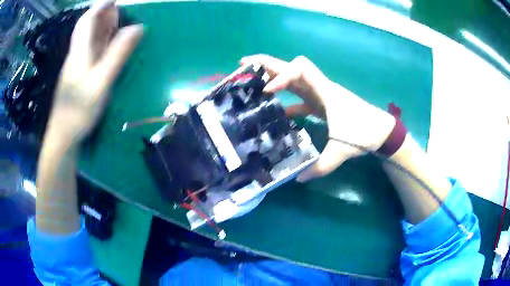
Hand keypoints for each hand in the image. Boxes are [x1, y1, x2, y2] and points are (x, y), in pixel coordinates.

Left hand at [45, 0, 142, 144]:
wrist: (63, 137)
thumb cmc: (79, 111)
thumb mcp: (101, 82)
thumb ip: (118, 54)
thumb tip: (138, 27)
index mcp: (80, 52)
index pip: (87, 20)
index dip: (101, 6)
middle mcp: (76, 55)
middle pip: (87, 28)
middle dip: (102, 15)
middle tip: (118, 9)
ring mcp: (75, 67)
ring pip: (87, 40)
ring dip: (100, 28)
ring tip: (115, 22)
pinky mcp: (76, 78)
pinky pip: (88, 53)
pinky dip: (98, 43)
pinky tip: (105, 47)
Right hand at [241, 55, 394, 181]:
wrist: (381, 131)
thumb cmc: (364, 133)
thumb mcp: (342, 150)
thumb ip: (320, 165)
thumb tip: (298, 179)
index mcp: (325, 91)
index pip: (300, 69)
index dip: (281, 75)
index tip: (267, 91)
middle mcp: (320, 88)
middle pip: (292, 67)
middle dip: (268, 64)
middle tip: (244, 64)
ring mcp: (321, 96)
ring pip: (294, 81)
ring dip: (274, 79)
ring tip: (253, 83)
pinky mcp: (323, 105)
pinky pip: (301, 98)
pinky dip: (288, 101)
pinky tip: (277, 111)